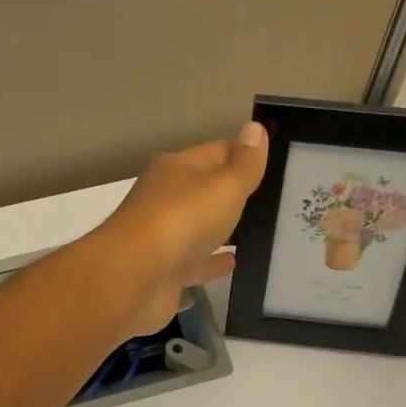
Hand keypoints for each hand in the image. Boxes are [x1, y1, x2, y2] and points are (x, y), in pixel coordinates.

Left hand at [86, 122, 268, 336]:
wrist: (132, 278)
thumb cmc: (181, 221)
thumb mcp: (223, 187)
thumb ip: (244, 164)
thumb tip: (255, 127)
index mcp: (176, 169)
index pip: (216, 152)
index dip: (243, 154)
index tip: (273, 162)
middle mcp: (165, 198)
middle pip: (205, 190)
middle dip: (232, 193)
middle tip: (271, 200)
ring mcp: (162, 236)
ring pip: (199, 227)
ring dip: (222, 228)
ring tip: (258, 230)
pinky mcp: (163, 271)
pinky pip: (195, 262)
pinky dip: (212, 261)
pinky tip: (234, 262)